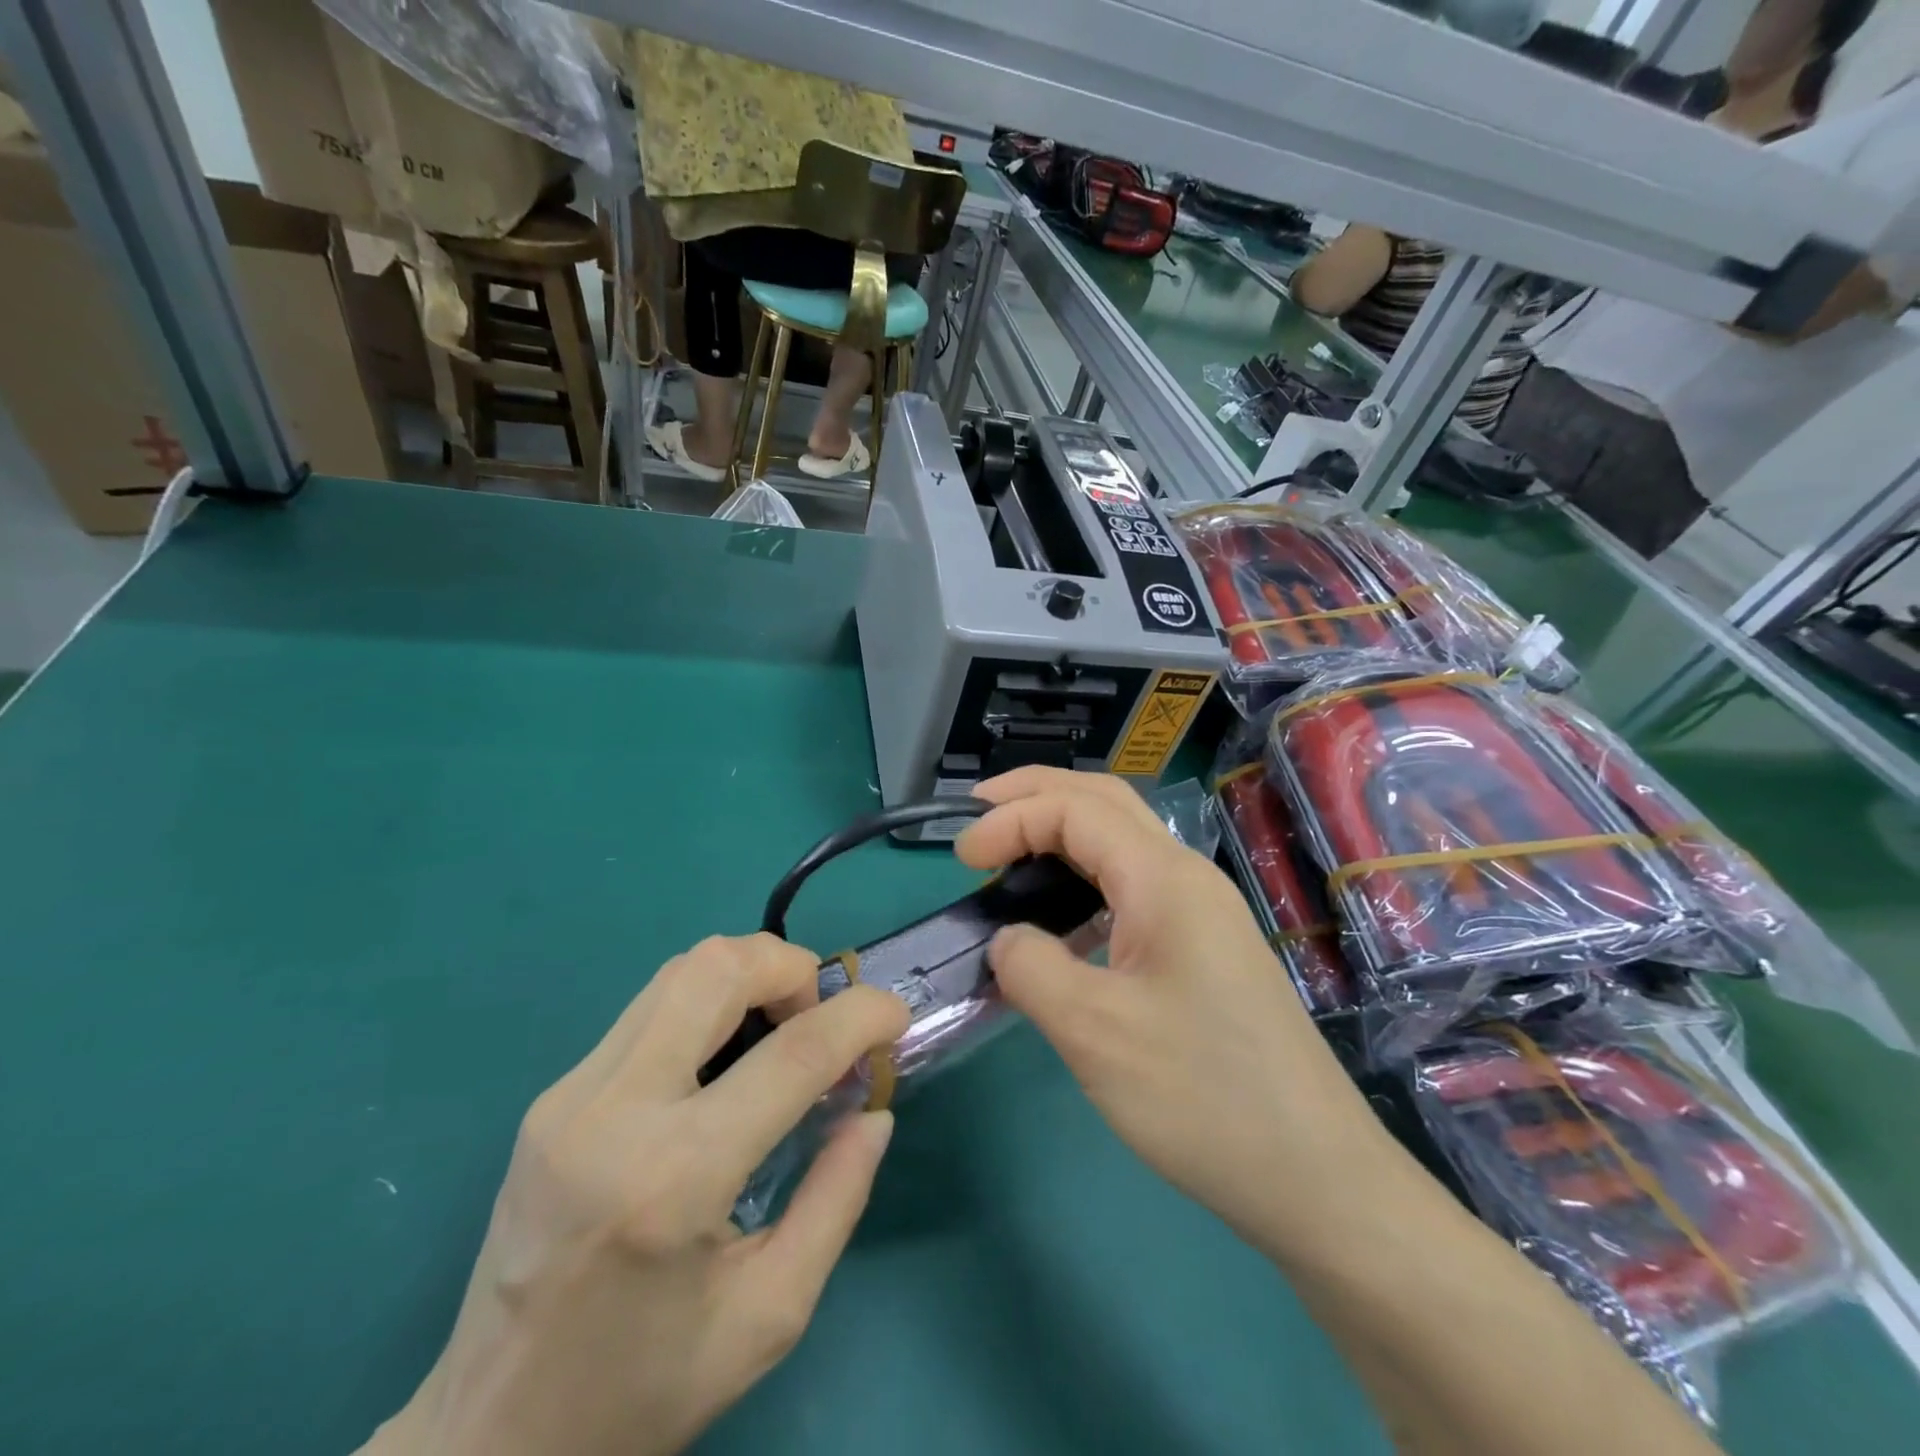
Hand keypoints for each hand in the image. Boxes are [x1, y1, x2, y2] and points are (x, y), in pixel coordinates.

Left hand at [364, 934, 909, 1455]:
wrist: (486, 1441)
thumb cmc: (642, 1391)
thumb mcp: (770, 1315)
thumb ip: (837, 1198)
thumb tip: (873, 1111)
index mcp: (674, 1179)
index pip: (791, 1054)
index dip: (860, 1016)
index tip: (895, 1014)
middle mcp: (615, 1111)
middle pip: (717, 969)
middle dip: (792, 967)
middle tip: (822, 1016)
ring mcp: (571, 1094)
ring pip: (679, 971)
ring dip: (749, 974)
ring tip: (782, 1026)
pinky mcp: (553, 1094)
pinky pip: (650, 1007)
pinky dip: (709, 1002)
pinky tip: (726, 1055)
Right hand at [956, 768, 1385, 1253]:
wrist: (1316, 1177)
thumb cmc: (1203, 1097)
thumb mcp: (1095, 1032)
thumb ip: (1032, 968)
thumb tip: (1007, 940)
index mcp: (1164, 880)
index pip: (1075, 810)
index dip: (1010, 820)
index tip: (959, 859)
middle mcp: (1186, 878)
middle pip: (1104, 801)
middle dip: (1036, 794)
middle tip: (978, 813)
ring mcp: (1201, 912)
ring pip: (1121, 841)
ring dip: (1062, 832)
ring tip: (1010, 854)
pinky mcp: (1203, 949)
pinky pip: (1133, 888)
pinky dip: (1085, 880)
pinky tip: (1060, 923)